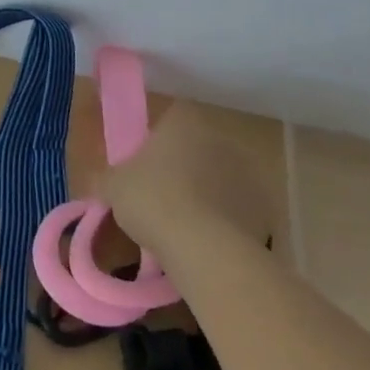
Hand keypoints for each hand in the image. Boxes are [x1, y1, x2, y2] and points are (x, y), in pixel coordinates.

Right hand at [101, 100, 272, 254]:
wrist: (206, 249)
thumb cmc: (152, 200)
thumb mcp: (113, 186)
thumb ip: (107, 178)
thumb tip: (103, 182)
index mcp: (184, 121)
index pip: (169, 120)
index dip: (155, 142)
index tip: (143, 166)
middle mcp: (220, 139)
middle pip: (196, 150)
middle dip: (181, 170)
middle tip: (158, 198)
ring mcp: (248, 174)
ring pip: (219, 181)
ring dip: (205, 196)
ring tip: (182, 228)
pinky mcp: (266, 210)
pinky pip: (237, 212)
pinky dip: (225, 223)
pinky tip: (205, 244)